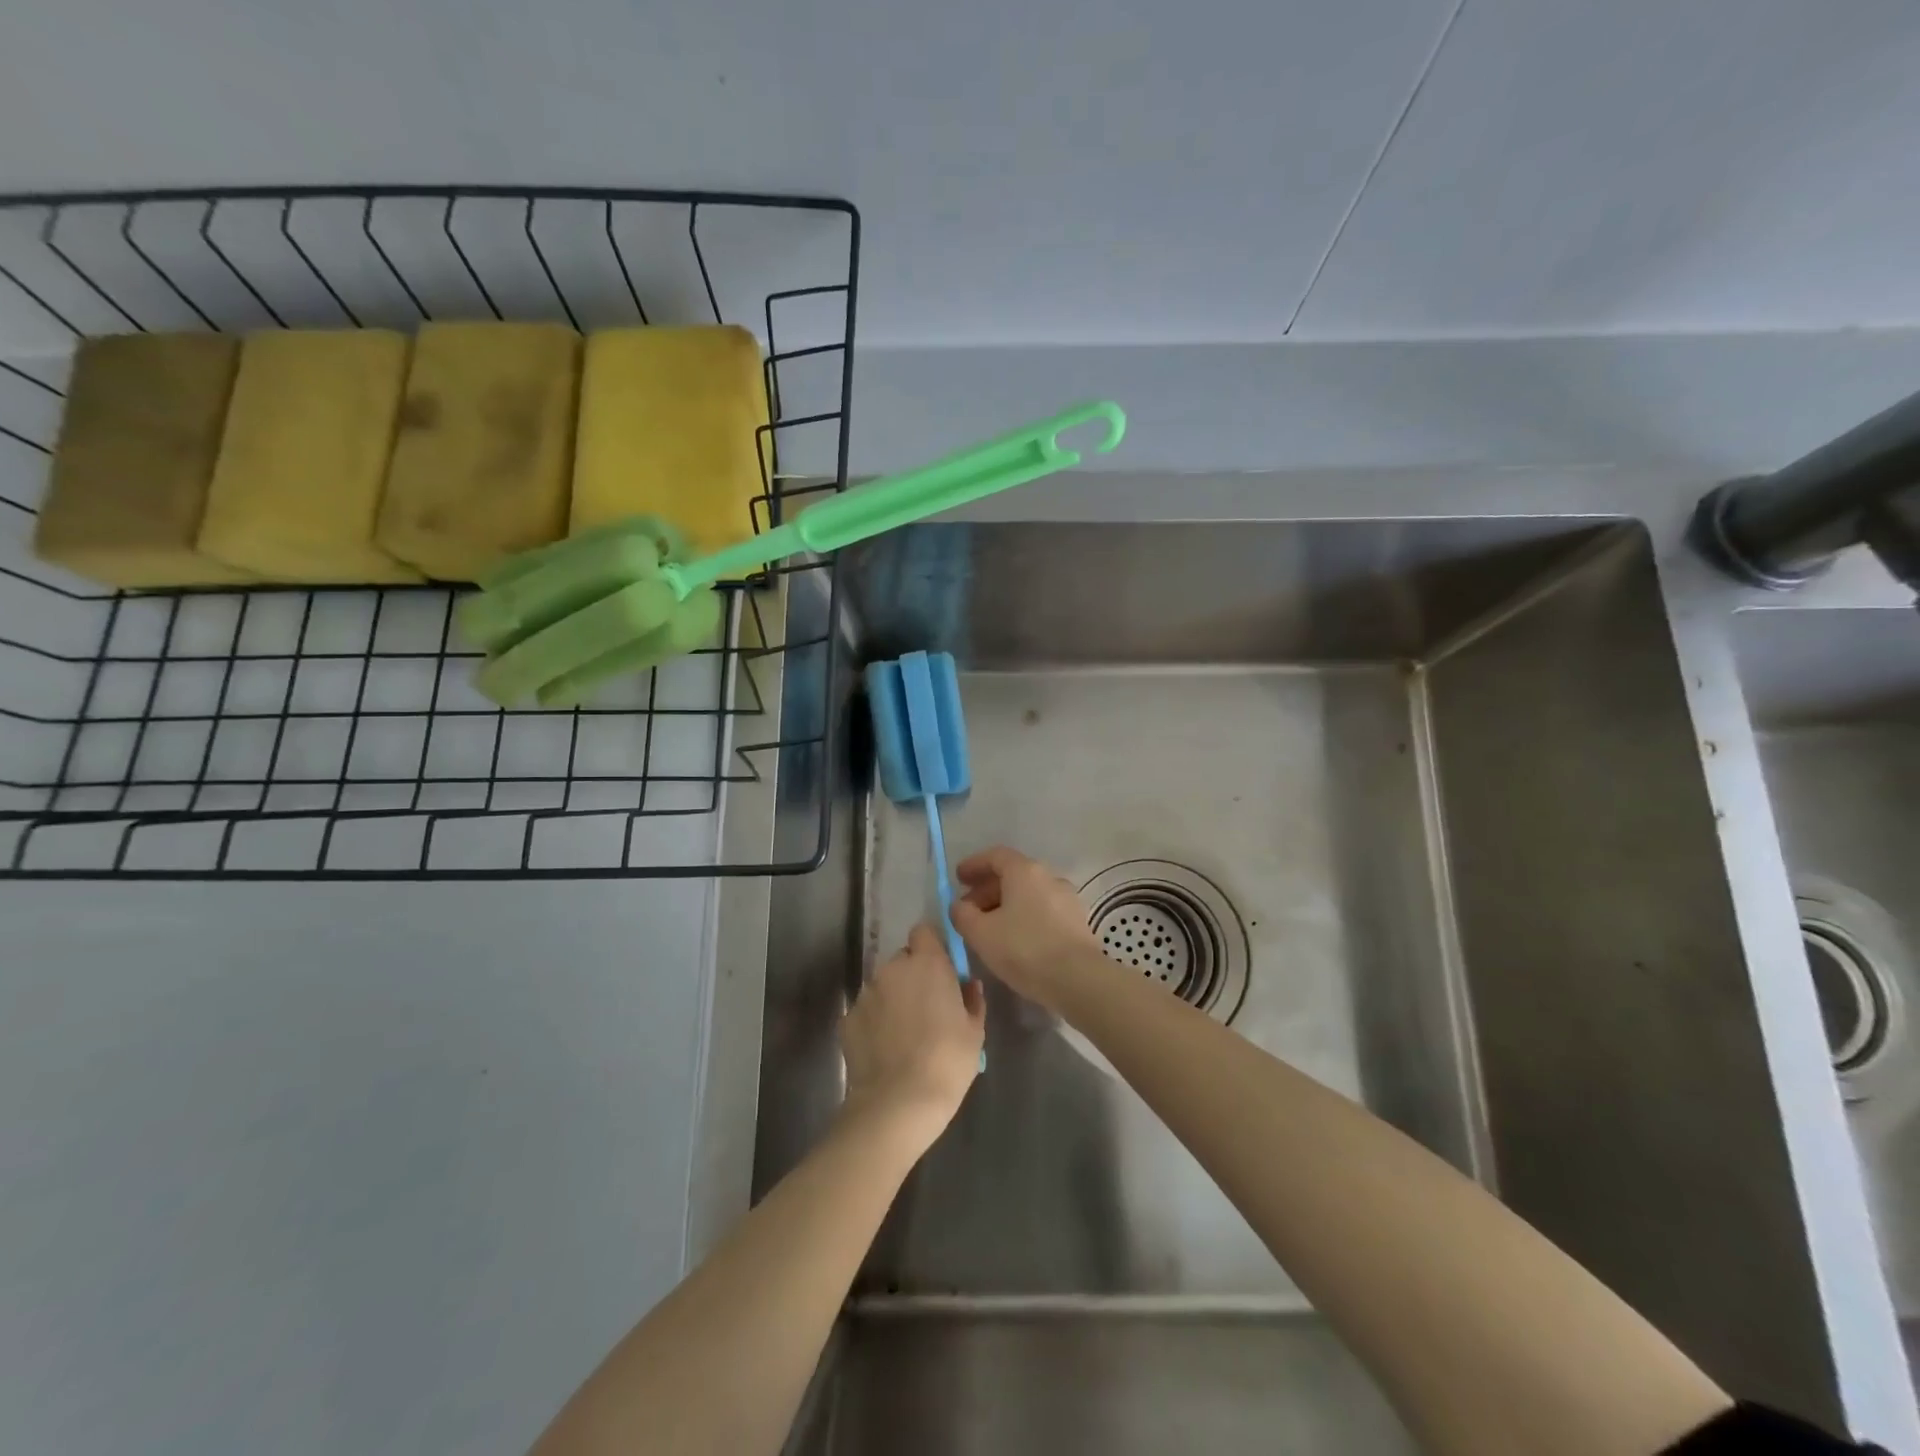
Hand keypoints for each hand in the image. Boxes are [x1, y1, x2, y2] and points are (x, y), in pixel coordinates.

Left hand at [841, 924, 985, 1148]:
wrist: (898, 1103)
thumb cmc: (947, 1061)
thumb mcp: (975, 1031)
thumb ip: (972, 999)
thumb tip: (968, 984)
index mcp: (927, 963)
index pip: (924, 932)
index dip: (932, 947)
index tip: (941, 970)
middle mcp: (892, 969)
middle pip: (903, 960)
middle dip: (913, 976)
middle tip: (927, 1008)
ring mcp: (866, 993)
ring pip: (883, 986)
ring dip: (893, 999)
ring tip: (904, 1035)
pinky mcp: (847, 1019)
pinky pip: (866, 1012)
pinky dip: (875, 1023)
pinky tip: (885, 1051)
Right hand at [951, 846, 1107, 1012]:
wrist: (1078, 979)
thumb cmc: (1024, 949)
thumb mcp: (981, 933)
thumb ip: (963, 914)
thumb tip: (960, 906)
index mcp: (1025, 871)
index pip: (996, 856)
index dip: (974, 865)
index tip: (958, 878)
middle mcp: (1049, 877)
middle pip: (1013, 875)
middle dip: (987, 889)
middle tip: (969, 909)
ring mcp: (1067, 899)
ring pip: (1029, 894)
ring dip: (1006, 905)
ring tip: (990, 928)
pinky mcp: (1077, 922)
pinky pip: (1043, 910)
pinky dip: (1025, 916)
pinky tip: (1015, 939)